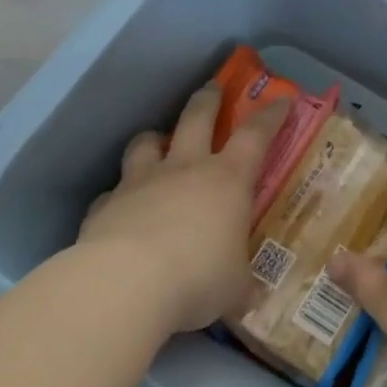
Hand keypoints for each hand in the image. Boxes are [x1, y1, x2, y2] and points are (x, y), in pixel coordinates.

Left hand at [78, 88, 289, 332]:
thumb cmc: (198, 277)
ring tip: (157, 143)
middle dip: (208, 99)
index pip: (256, 134)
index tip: (282, 99)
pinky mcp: (104, 207)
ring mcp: (141, 183)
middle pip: (197, 117)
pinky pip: (112, 192)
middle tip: (213, 88)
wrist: (124, 286)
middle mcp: (185, 168)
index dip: (271, 114)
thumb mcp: (234, 288)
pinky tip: (119, 209)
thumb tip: (250, 297)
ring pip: (146, 143)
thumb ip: (241, 284)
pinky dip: (118, 195)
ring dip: (154, 139)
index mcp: (228, 179)